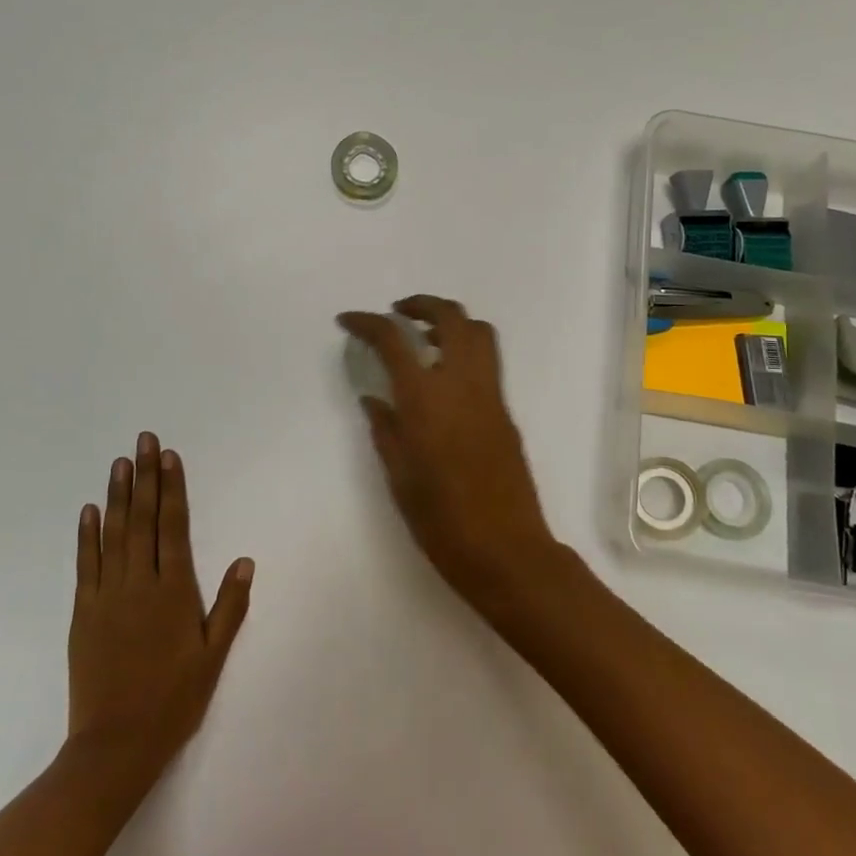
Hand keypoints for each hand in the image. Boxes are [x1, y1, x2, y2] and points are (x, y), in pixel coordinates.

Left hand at [67, 432, 253, 780]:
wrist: (115, 745)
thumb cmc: (173, 700)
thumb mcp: (213, 657)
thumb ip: (229, 606)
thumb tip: (244, 560)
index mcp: (174, 591)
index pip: (174, 527)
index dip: (172, 488)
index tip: (169, 456)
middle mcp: (140, 583)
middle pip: (143, 520)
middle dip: (145, 477)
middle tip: (143, 440)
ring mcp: (107, 596)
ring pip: (114, 534)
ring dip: (118, 495)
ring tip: (120, 463)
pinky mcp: (83, 612)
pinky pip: (85, 565)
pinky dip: (87, 535)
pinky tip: (89, 510)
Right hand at [337, 296, 566, 610]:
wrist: (507, 551)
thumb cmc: (442, 522)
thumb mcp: (399, 478)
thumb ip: (385, 430)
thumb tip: (374, 398)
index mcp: (426, 400)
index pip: (395, 340)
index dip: (368, 323)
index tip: (348, 320)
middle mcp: (462, 384)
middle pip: (450, 316)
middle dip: (421, 304)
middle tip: (396, 314)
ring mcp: (491, 395)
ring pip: (478, 331)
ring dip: (450, 321)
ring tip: (424, 337)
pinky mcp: (506, 411)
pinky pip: (487, 361)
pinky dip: (464, 348)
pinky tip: (443, 377)